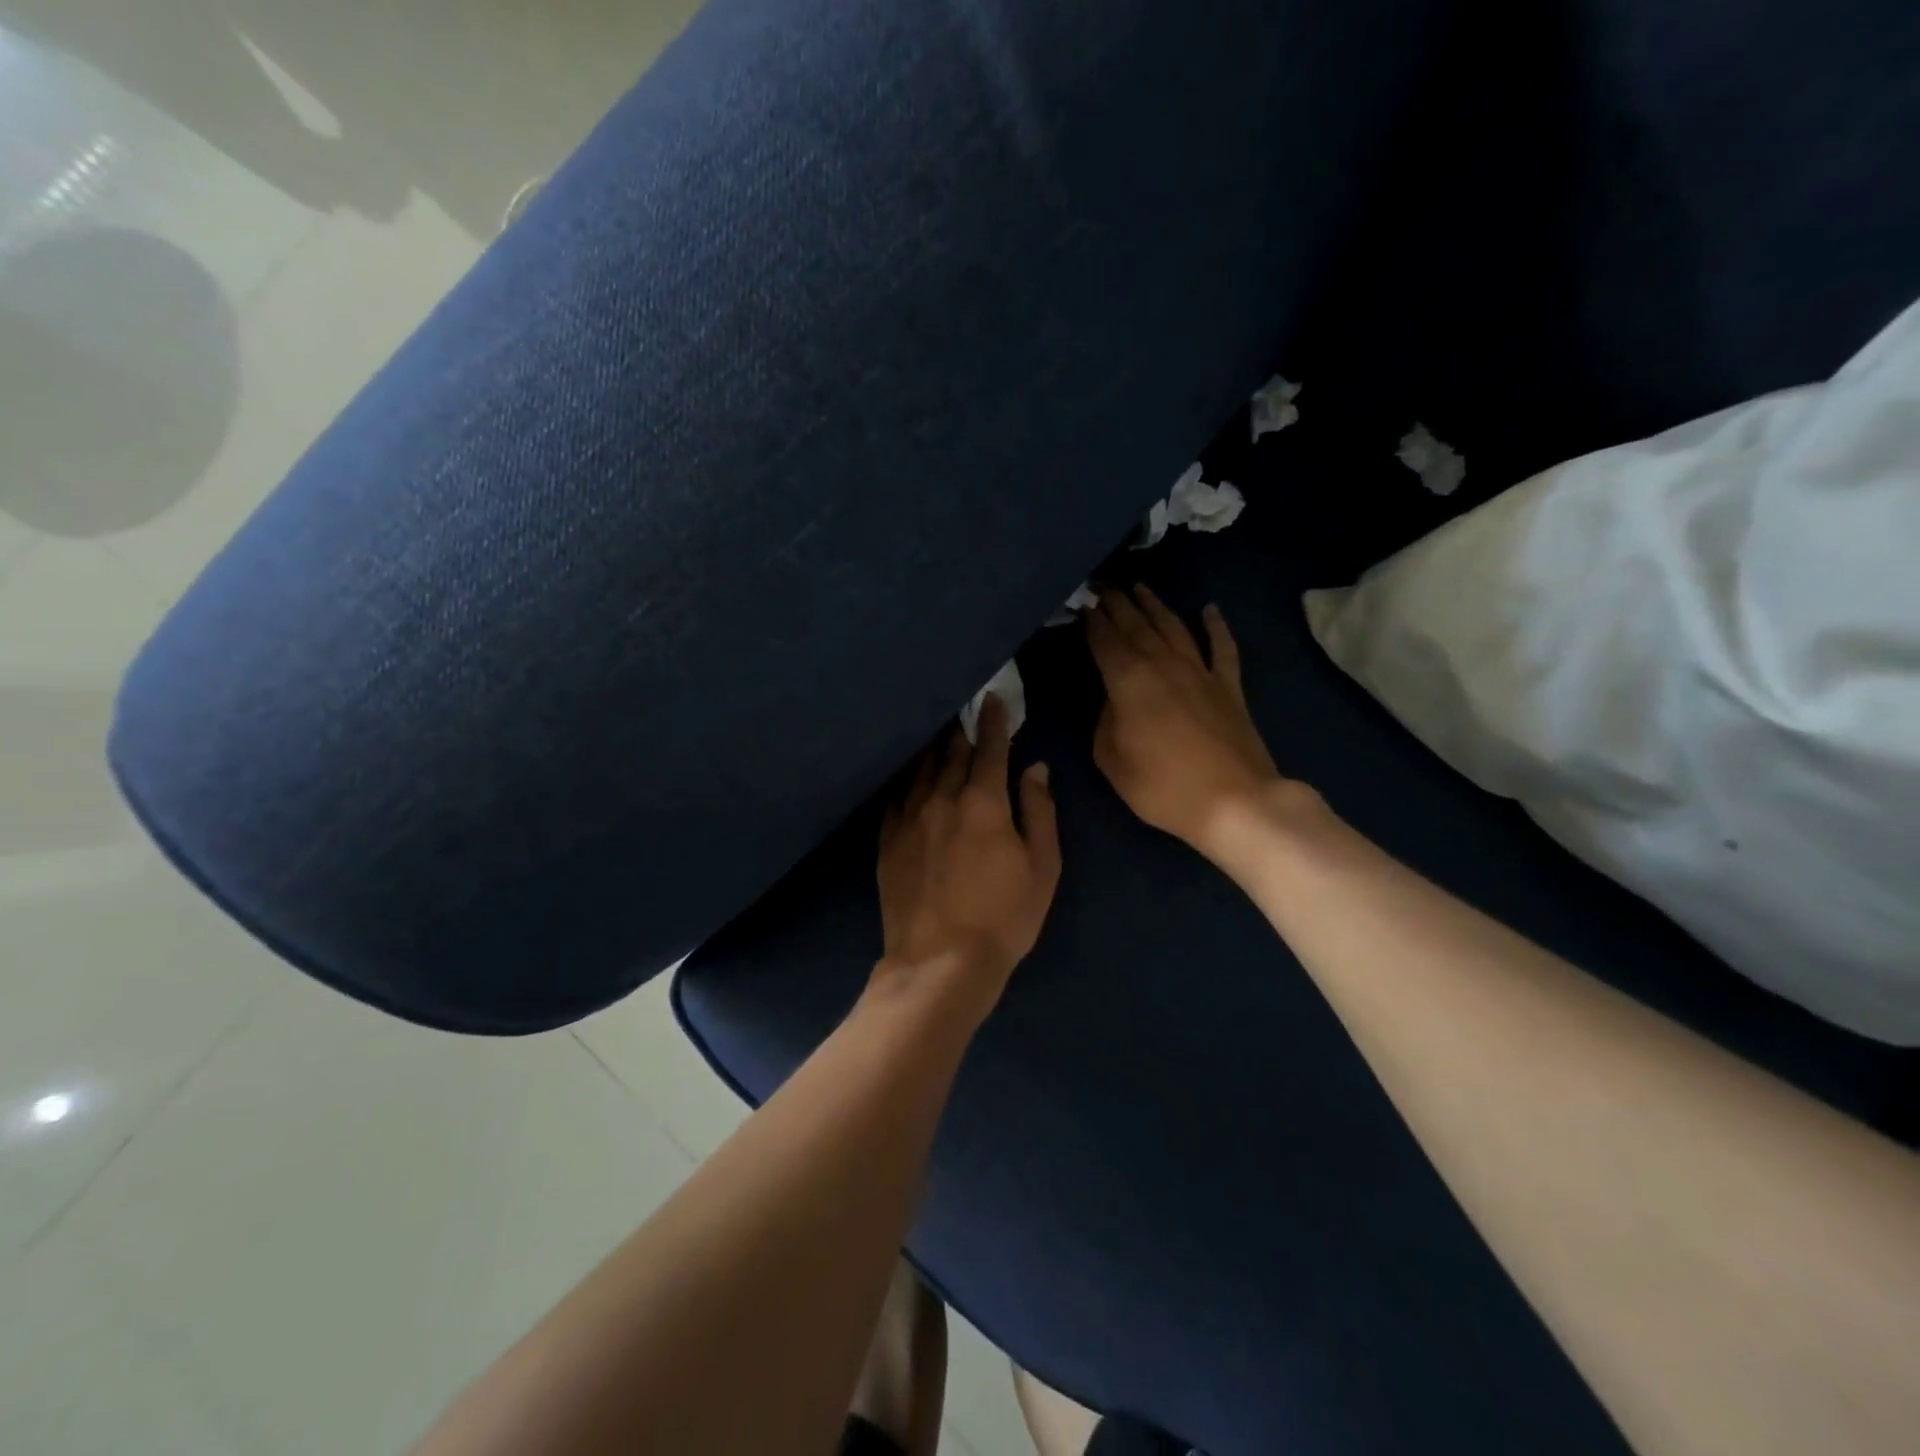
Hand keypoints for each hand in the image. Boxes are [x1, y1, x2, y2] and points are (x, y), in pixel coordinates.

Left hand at [876, 696, 1060, 1007]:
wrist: (940, 962)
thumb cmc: (1004, 917)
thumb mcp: (1042, 867)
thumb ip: (1039, 811)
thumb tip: (1034, 768)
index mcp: (982, 803)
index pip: (989, 749)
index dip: (993, 722)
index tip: (992, 699)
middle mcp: (941, 800)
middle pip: (950, 755)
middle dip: (960, 731)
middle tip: (962, 711)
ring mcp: (908, 820)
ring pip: (920, 772)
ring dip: (932, 750)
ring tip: (937, 735)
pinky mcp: (887, 843)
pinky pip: (895, 799)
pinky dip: (906, 781)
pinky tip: (907, 778)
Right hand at [1087, 586, 1295, 856]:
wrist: (1234, 801)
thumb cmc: (1162, 787)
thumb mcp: (1112, 761)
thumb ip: (1104, 724)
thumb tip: (1113, 702)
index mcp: (1128, 681)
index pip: (1104, 640)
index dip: (1091, 621)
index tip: (1081, 603)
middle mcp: (1163, 664)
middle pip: (1137, 625)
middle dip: (1117, 603)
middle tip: (1102, 585)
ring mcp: (1200, 672)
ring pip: (1174, 627)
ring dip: (1155, 605)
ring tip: (1139, 587)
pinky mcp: (1229, 687)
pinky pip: (1222, 647)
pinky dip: (1216, 626)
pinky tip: (1209, 609)